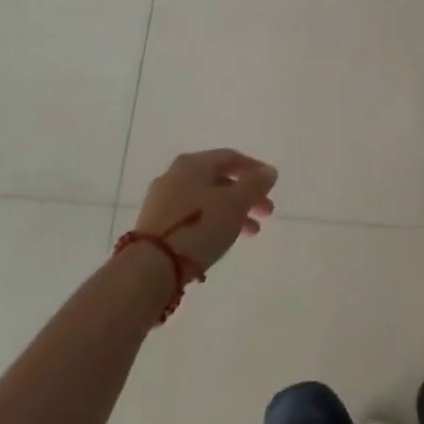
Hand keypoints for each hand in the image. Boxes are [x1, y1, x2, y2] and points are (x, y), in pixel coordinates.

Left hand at [131, 149, 277, 274]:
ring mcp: (162, 199)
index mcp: (193, 163)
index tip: (272, 185)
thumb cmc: (199, 227)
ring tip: (252, 232)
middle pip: (219, 179)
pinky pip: (192, 215)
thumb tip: (269, 171)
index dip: (255, 169)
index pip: (231, 157)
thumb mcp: (235, 204)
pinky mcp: (155, 223)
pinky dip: (213, 221)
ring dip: (233, 211)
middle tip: (266, 212)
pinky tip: (223, 238)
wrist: (151, 267)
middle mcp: (175, 174)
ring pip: (206, 199)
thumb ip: (255, 185)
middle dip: (246, 195)